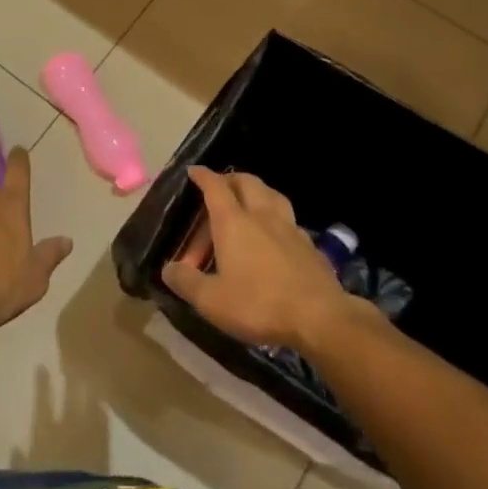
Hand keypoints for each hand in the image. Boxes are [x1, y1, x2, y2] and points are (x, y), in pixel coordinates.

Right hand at [160, 168, 356, 349]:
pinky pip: (288, 219)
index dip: (203, 176)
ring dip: (257, 192)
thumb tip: (168, 268)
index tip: (193, 171)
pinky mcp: (309, 244)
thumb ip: (187, 282)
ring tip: (249, 203)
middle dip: (230, 179)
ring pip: (271, 194)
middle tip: (219, 188)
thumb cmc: (259, 304)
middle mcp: (261, 215)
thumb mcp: (212, 300)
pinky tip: (275, 236)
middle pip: (246, 182)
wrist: (319, 317)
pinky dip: (276, 218)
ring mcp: (289, 227)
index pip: (215, 187)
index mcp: (234, 222)